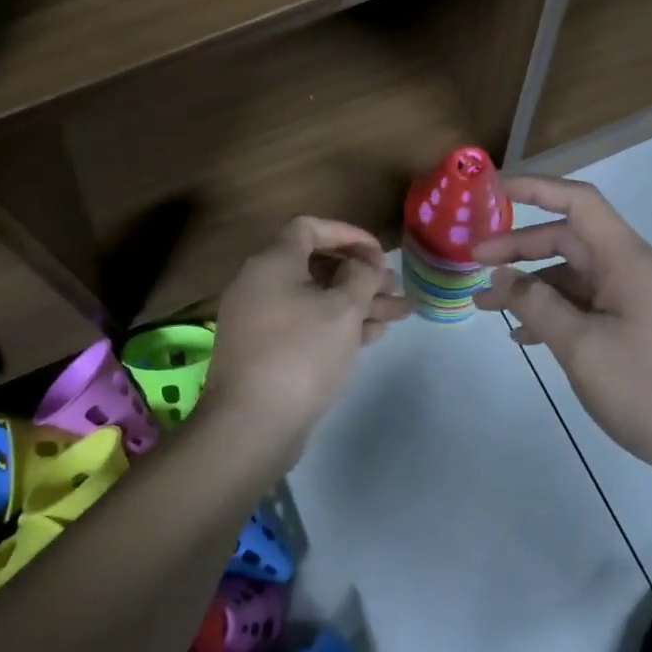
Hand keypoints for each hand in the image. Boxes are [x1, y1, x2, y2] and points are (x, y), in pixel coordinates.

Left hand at [197, 216, 411, 471]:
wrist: (252, 424)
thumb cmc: (301, 353)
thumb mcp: (342, 309)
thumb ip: (360, 276)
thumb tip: (363, 263)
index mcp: (272, 262)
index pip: (309, 228)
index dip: (348, 234)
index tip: (379, 253)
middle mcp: (259, 284)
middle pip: (316, 267)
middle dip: (360, 275)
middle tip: (395, 289)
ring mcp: (259, 320)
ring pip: (315, 300)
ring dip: (356, 303)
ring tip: (398, 315)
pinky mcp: (264, 351)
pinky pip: (304, 325)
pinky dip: (336, 326)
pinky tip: (372, 336)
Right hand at [473, 176, 651, 491]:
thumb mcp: (582, 347)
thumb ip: (536, 305)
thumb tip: (500, 276)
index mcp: (628, 261)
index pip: (579, 202)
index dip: (535, 188)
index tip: (492, 190)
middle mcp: (635, 271)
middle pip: (570, 239)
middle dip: (520, 247)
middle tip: (473, 263)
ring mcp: (640, 301)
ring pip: (575, 277)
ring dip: (532, 287)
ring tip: (486, 309)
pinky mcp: (640, 328)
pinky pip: (588, 306)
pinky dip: (555, 313)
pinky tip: (526, 337)